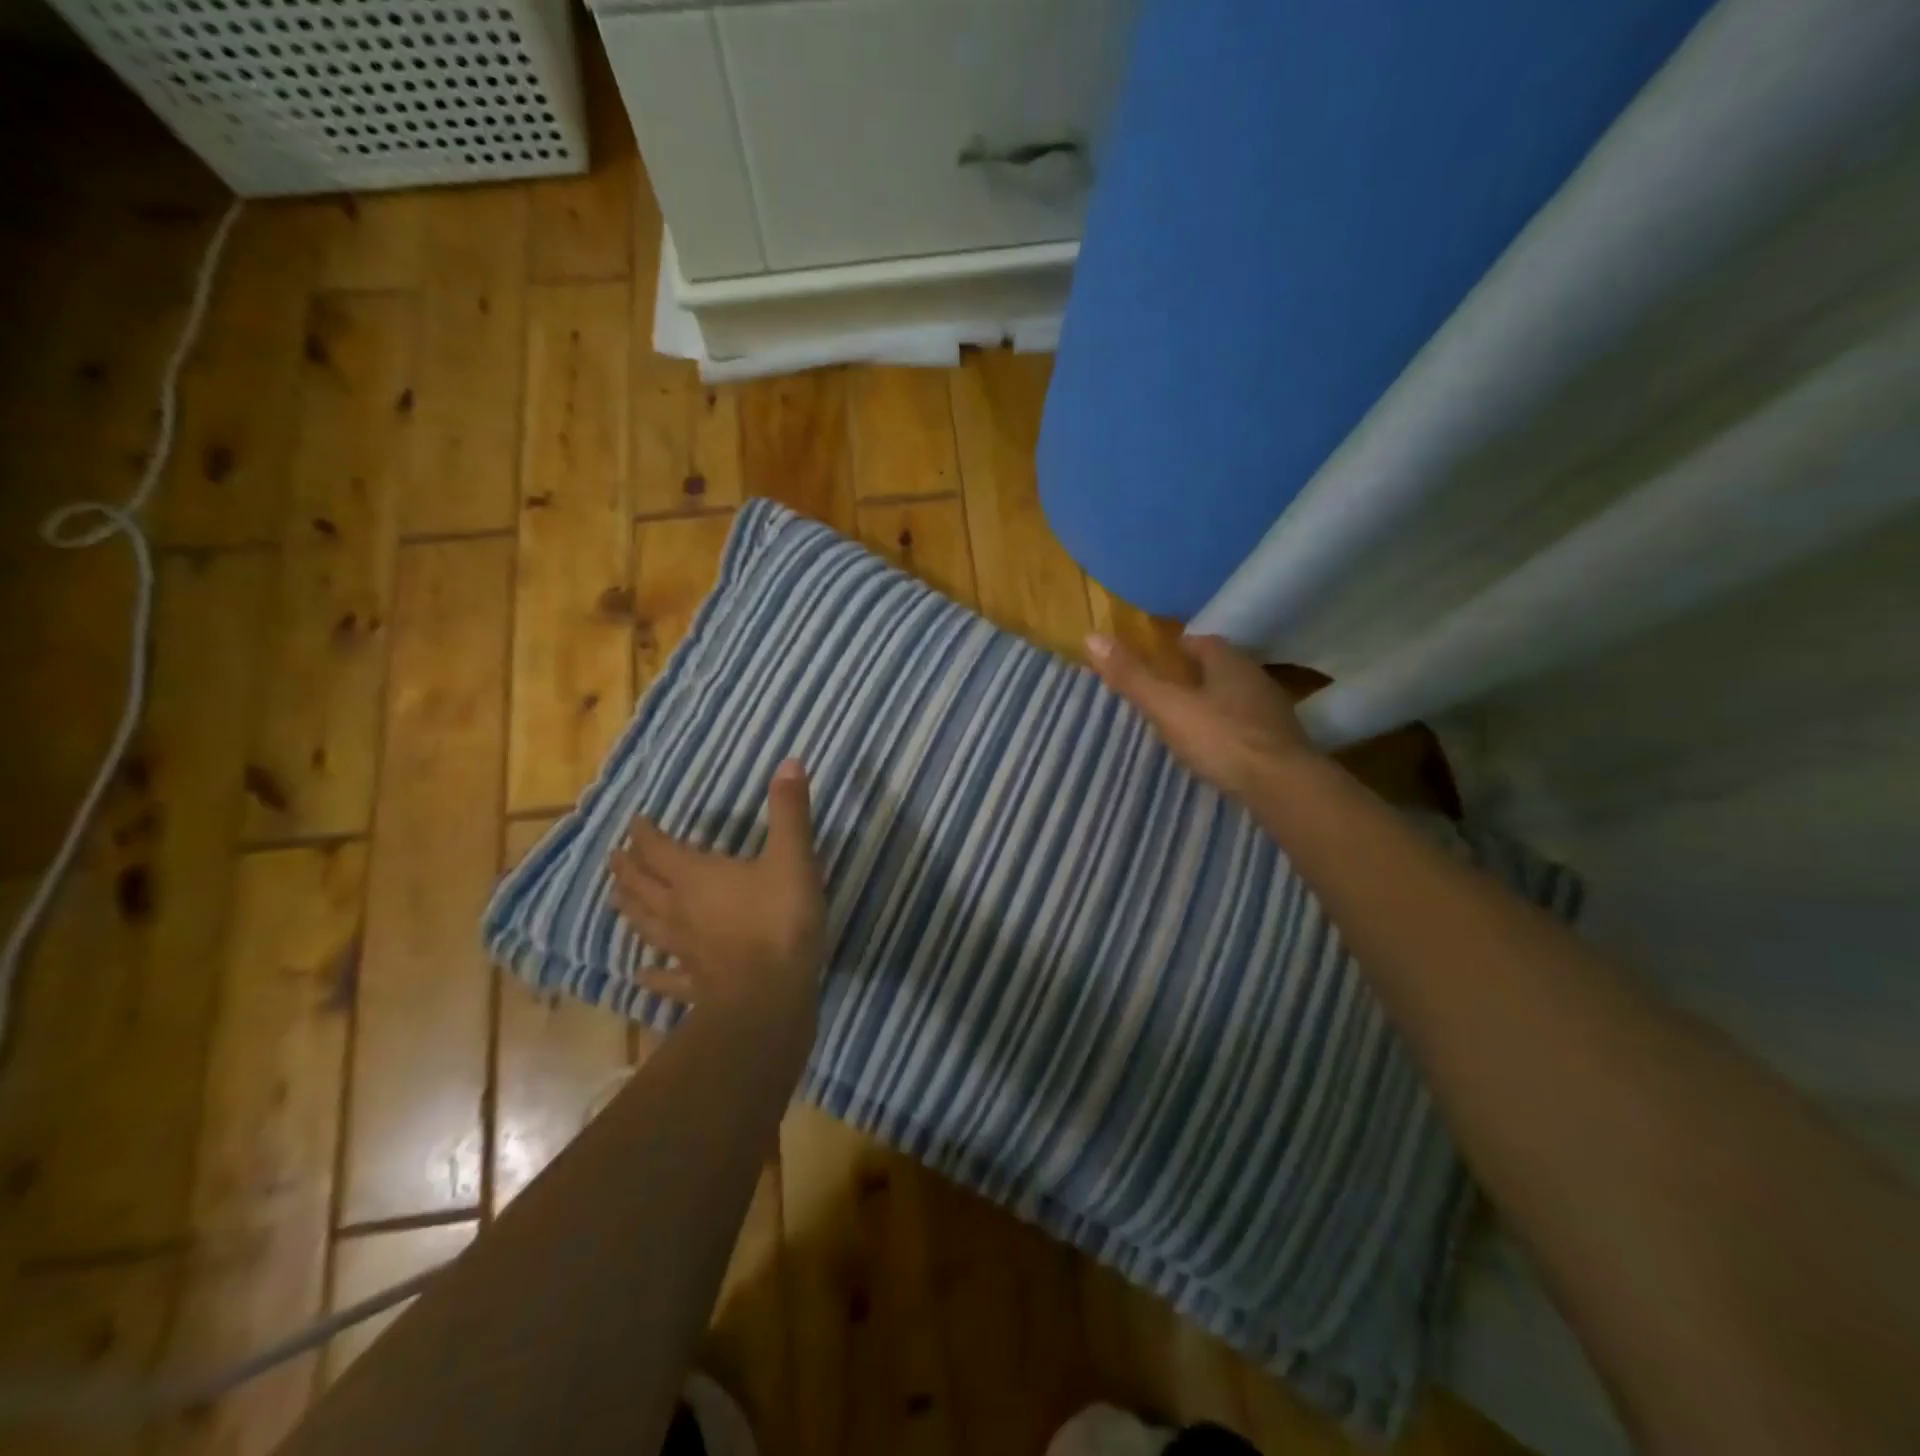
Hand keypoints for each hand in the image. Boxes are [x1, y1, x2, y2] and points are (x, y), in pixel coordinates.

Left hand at [609, 759, 826, 1007]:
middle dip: (628, 868)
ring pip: (646, 926)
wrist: (770, 995)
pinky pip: (665, 977)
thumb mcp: (793, 857)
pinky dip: (651, 974)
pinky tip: (640, 973)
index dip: (645, 834)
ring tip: (615, 899)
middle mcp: (680, 911)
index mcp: (697, 877)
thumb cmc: (780, 920)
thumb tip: (789, 761)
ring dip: (630, 909)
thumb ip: (789, 810)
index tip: (634, 822)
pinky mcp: (695, 984)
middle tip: (614, 856)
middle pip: (643, 886)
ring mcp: (683, 951)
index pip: (659, 850)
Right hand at [1086, 632, 1316, 801]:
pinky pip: (1247, 726)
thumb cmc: (1221, 738)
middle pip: (1219, 668)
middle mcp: (1254, 678)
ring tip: (1185, 721)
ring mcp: (1271, 711)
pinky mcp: (1280, 743)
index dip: (1176, 649)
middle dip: (1194, 676)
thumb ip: (1132, 676)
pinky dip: (1229, 730)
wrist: (1283, 786)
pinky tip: (1215, 748)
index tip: (1155, 662)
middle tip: (1165, 692)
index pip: (1200, 642)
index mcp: (1228, 661)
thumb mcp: (1167, 706)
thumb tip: (1092, 636)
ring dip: (1213, 703)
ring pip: (1234, 697)